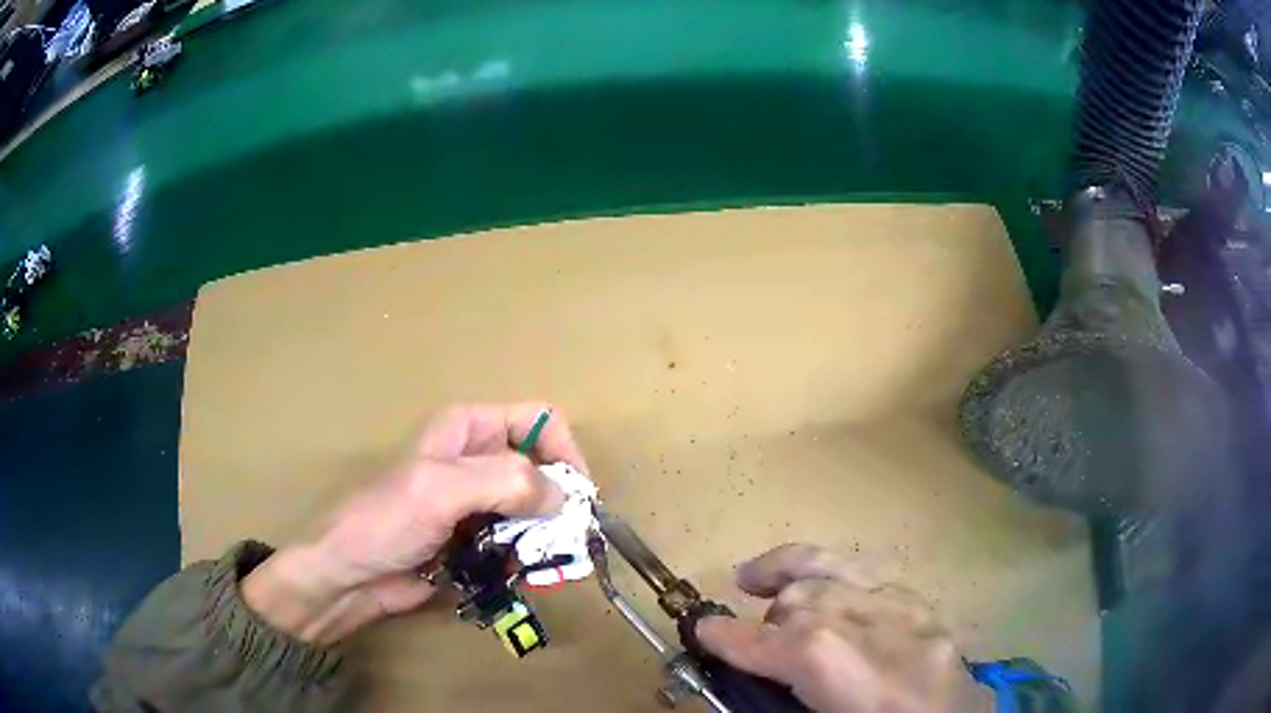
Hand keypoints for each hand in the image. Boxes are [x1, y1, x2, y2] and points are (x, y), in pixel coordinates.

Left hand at [242, 402, 586, 645]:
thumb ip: (505, 483)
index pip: (538, 420)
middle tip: (569, 541)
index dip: (564, 451)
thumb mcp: (440, 490)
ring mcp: (477, 505)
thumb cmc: (384, 522)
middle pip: (542, 470)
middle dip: (561, 504)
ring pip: (535, 512)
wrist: (350, 577)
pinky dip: (529, 560)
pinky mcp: (476, 543)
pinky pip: (519, 544)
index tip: (578, 496)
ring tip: (546, 566)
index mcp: (468, 430)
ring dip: (547, 538)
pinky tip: (524, 578)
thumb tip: (565, 497)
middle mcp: (478, 462)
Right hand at [696, 544, 990, 712]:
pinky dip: (834, 574)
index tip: (701, 632)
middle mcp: (881, 634)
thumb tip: (741, 674)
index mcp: (850, 676)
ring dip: (792, 579)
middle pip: (806, 603)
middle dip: (765, 619)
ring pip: (837, 573)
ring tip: (758, 579)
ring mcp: (911, 613)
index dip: (730, 637)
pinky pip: (870, 576)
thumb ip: (779, 698)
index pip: (778, 643)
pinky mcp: (928, 606)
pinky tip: (819, 583)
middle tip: (744, 641)